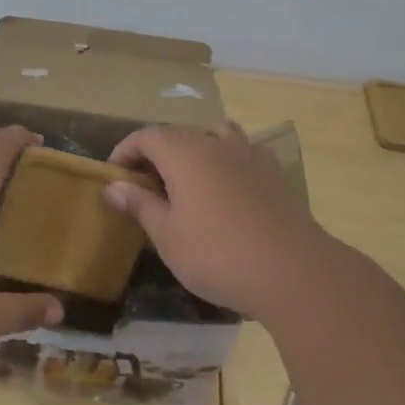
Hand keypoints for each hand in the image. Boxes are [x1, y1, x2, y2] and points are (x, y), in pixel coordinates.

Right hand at [101, 123, 347, 320]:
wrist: (292, 270)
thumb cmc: (217, 254)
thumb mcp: (168, 235)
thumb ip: (139, 205)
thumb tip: (113, 186)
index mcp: (184, 153)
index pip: (146, 136)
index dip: (125, 151)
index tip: (114, 175)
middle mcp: (215, 143)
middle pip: (178, 134)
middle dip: (156, 154)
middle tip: (143, 186)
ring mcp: (249, 154)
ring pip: (213, 137)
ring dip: (193, 152)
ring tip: (186, 181)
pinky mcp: (273, 172)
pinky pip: (241, 152)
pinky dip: (225, 160)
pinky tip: (226, 187)